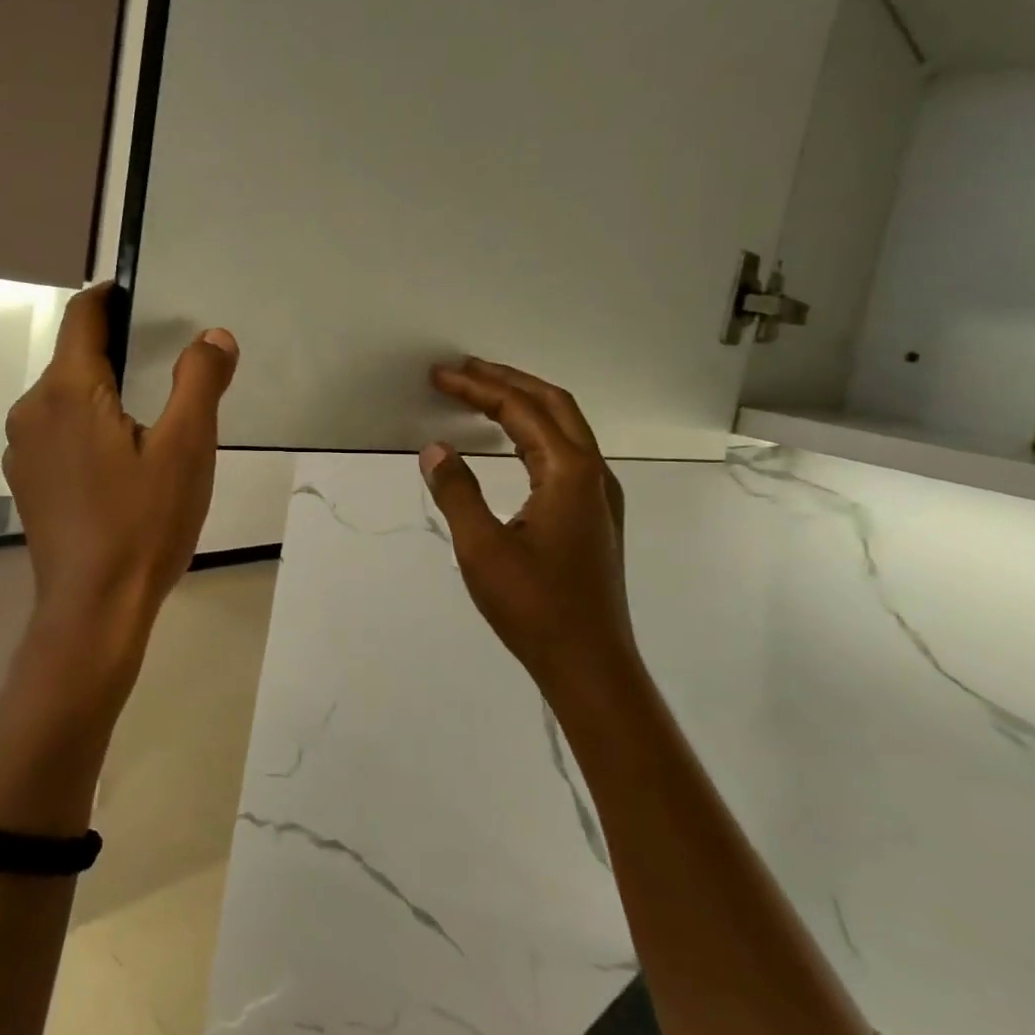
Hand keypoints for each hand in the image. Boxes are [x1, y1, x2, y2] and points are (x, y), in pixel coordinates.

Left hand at [2, 283, 237, 674]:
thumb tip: (213, 336)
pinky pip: (58, 432)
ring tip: (150, 419)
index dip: (112, 296)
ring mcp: (23, 449)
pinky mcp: (27, 482)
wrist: (94, 609)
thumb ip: (200, 381)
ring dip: (104, 392)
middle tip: (168, 367)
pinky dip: (88, 426)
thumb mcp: (186, 448)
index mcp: (67, 391)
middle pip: (75, 357)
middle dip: (118, 350)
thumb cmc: (143, 523)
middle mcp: (32, 410)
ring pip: (66, 397)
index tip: (145, 297)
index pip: (83, 315)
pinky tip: (121, 463)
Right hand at [420, 358, 634, 689]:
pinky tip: (514, 445)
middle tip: (464, 369)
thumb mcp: (481, 549)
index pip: (520, 410)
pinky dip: (535, 433)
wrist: (590, 664)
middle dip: (507, 381)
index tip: (441, 375)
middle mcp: (593, 473)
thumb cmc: (535, 607)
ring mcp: (599, 495)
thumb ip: (457, 492)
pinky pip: (566, 453)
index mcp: (569, 472)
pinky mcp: (594, 516)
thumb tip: (435, 450)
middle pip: (553, 404)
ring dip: (524, 404)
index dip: (478, 387)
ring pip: (564, 428)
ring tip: (484, 395)